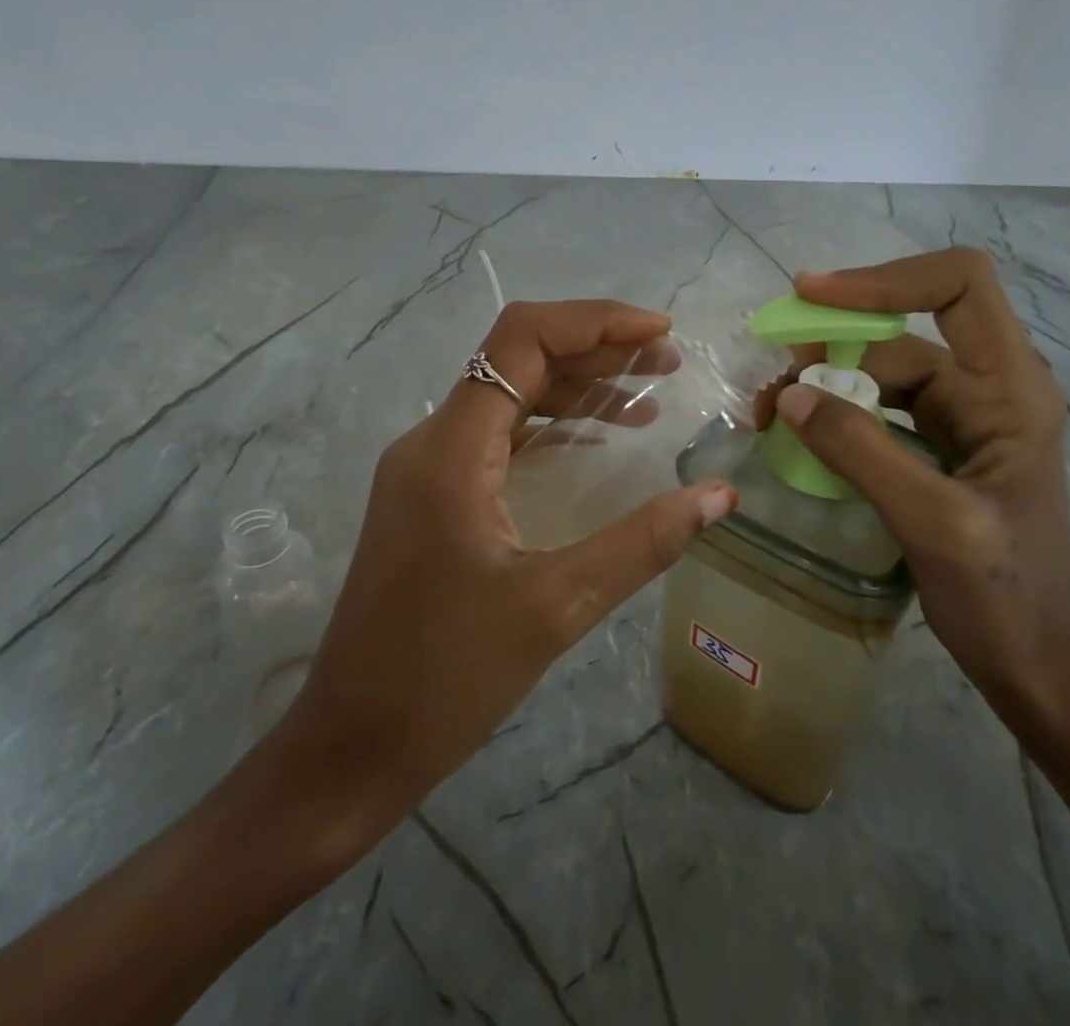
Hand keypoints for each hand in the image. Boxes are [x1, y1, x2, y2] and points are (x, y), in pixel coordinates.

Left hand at [255, 298, 736, 857]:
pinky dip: (552, 426)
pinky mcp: (432, 497)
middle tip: (667, 362)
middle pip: (518, 360)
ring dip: (576, 387)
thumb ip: (642, 543)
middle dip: (596, 350)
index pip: (521, 340)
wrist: (350, 747)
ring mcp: (427, 469)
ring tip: (648, 395)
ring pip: (508, 396)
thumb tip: (720, 495)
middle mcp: (432, 441)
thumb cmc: (444, 679)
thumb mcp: (555, 607)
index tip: (659, 333)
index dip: (595, 322)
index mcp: (450, 449)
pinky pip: (498, 437)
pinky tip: (597, 440)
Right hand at [762, 248, 1069, 745]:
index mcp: (1010, 387)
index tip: (811, 297)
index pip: (958, 285)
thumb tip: (789, 394)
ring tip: (770, 418)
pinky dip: (835, 415)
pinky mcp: (939, 447)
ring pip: (880, 372)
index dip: (884, 279)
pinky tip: (801, 439)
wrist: (1040, 669)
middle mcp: (988, 387)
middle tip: (770, 391)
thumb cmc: (1006, 597)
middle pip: (900, 333)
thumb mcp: (933, 521)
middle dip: (830, 348)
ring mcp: (963, 417)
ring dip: (823, 385)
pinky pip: (878, 410)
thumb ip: (861, 450)